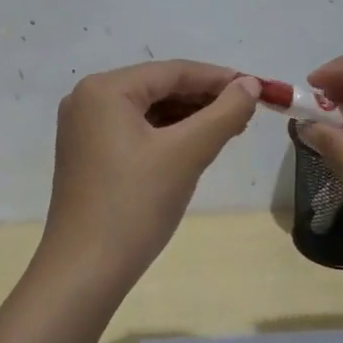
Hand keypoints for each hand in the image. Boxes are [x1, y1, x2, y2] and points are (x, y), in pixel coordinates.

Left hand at [34, 60, 260, 291]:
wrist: (85, 271)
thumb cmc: (135, 205)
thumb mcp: (186, 154)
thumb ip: (224, 113)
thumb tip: (250, 84)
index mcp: (105, 89)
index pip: (173, 71)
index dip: (219, 78)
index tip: (258, 88)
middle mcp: (88, 99)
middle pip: (159, 88)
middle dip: (204, 99)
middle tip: (247, 113)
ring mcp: (84, 129)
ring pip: (148, 111)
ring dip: (188, 118)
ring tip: (229, 130)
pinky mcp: (88, 155)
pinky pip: (135, 131)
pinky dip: (167, 135)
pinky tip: (195, 146)